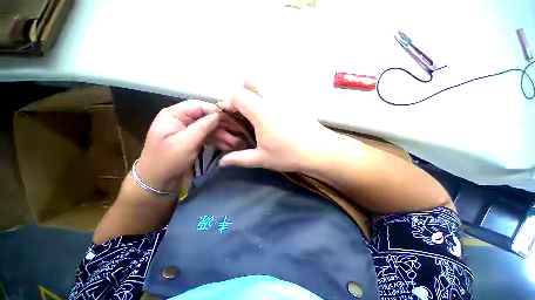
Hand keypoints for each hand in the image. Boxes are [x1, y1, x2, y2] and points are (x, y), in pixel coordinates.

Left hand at [135, 100, 239, 191]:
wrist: (158, 182)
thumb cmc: (167, 161)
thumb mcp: (185, 143)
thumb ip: (202, 127)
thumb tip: (218, 114)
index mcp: (174, 115)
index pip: (199, 106)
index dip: (215, 111)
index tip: (231, 119)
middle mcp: (182, 120)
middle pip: (206, 118)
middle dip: (222, 126)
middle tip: (238, 133)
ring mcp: (189, 131)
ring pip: (210, 129)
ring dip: (223, 135)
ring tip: (236, 143)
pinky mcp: (193, 140)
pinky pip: (208, 137)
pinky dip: (218, 141)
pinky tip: (229, 146)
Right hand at [219, 82, 334, 171]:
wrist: (319, 150)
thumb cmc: (288, 155)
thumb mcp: (261, 158)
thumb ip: (239, 159)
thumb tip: (222, 162)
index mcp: (260, 113)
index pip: (238, 96)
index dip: (229, 103)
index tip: (228, 115)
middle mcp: (271, 100)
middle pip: (248, 85)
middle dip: (240, 96)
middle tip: (242, 114)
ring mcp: (284, 98)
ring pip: (263, 86)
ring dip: (254, 94)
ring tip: (256, 113)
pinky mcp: (294, 101)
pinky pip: (276, 92)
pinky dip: (267, 98)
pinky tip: (273, 115)